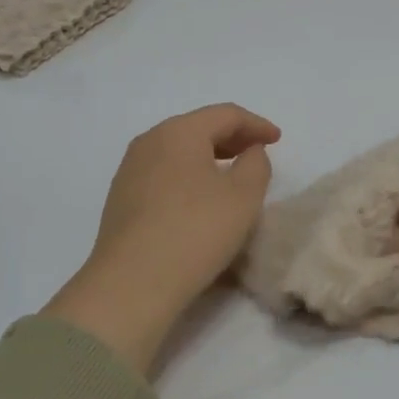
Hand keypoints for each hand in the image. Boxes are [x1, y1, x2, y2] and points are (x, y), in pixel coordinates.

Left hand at [45, 104, 281, 374]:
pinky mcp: (121, 200)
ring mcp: (129, 171)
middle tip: (257, 152)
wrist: (132, 283)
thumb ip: (256, 164)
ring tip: (231, 176)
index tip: (278, 140)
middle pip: (198, 128)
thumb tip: (249, 153)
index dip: (256, 124)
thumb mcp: (244, 196)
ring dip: (208, 158)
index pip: (225, 114)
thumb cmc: (196, 230)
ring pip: (178, 152)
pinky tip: (199, 199)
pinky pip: (163, 174)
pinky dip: (188, 176)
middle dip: (232, 138)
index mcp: (179, 131)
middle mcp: (149, 142)